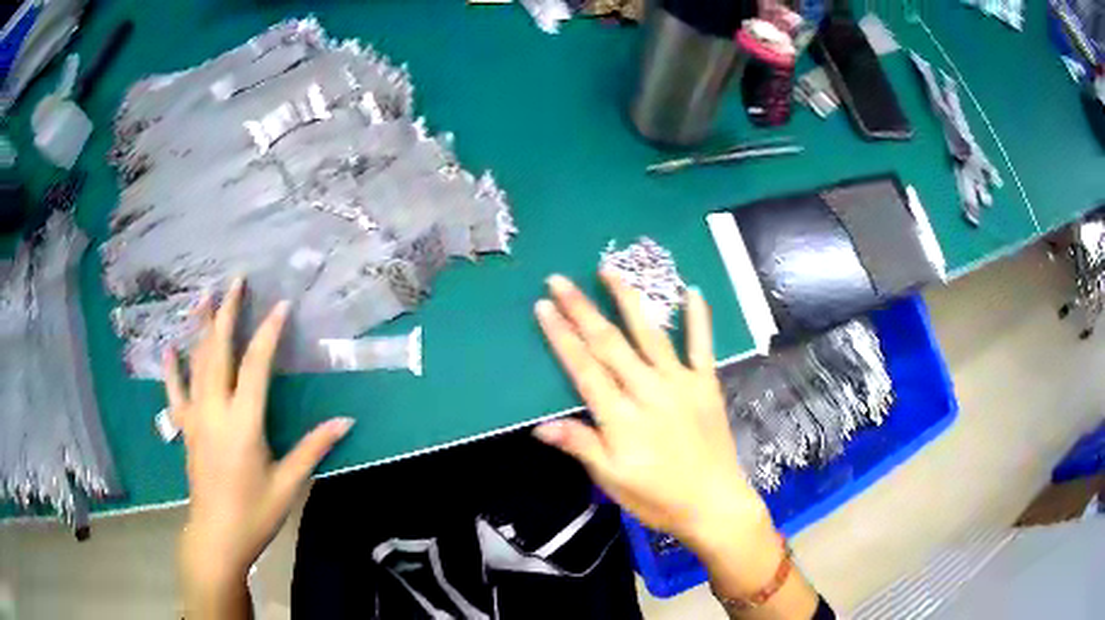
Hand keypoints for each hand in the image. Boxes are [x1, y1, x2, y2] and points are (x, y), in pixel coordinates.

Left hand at [166, 278, 353, 611]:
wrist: (217, 536)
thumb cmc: (255, 512)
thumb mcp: (288, 483)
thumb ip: (314, 447)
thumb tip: (346, 421)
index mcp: (243, 422)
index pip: (256, 365)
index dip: (268, 332)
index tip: (280, 305)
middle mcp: (215, 410)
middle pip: (218, 351)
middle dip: (227, 313)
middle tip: (234, 281)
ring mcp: (196, 417)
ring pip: (196, 363)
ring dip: (200, 328)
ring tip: (203, 296)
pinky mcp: (185, 429)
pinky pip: (175, 393)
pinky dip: (172, 369)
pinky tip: (169, 348)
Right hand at [532, 271, 771, 557]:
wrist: (713, 503)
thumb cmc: (658, 497)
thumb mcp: (611, 479)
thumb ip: (580, 445)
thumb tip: (540, 426)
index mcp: (620, 416)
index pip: (583, 367)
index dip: (561, 336)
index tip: (543, 307)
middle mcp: (648, 389)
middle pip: (609, 343)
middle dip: (581, 309)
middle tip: (560, 280)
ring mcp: (680, 383)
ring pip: (649, 333)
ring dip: (627, 300)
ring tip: (609, 270)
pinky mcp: (706, 384)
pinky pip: (701, 345)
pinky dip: (698, 318)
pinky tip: (692, 290)